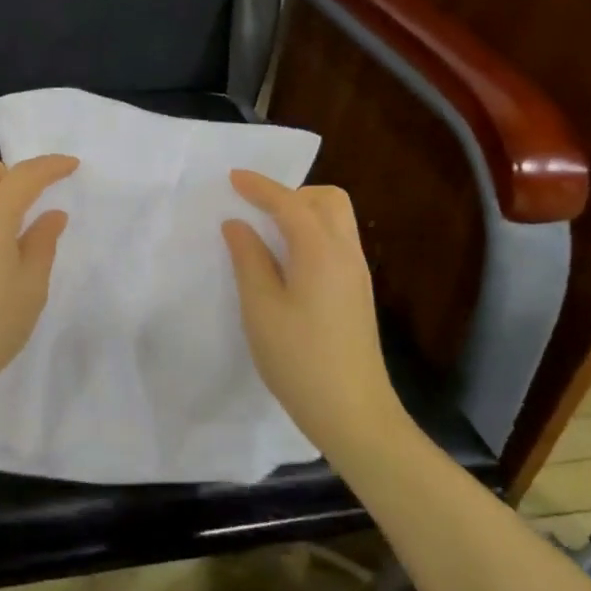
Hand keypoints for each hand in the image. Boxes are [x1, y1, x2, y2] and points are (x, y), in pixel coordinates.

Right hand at [222, 170, 399, 454]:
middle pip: (327, 201)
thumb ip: (248, 259)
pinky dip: (311, 234)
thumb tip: (238, 225)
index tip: (232, 177)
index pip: (290, 204)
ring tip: (267, 232)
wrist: (353, 413)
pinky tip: (287, 260)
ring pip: (336, 221)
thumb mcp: (261, 308)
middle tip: (257, 209)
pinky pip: (336, 242)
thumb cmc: (299, 359)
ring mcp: (357, 274)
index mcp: (321, 251)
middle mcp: (346, 253)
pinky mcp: (357, 293)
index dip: (260, 187)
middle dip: (292, 193)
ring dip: (303, 213)